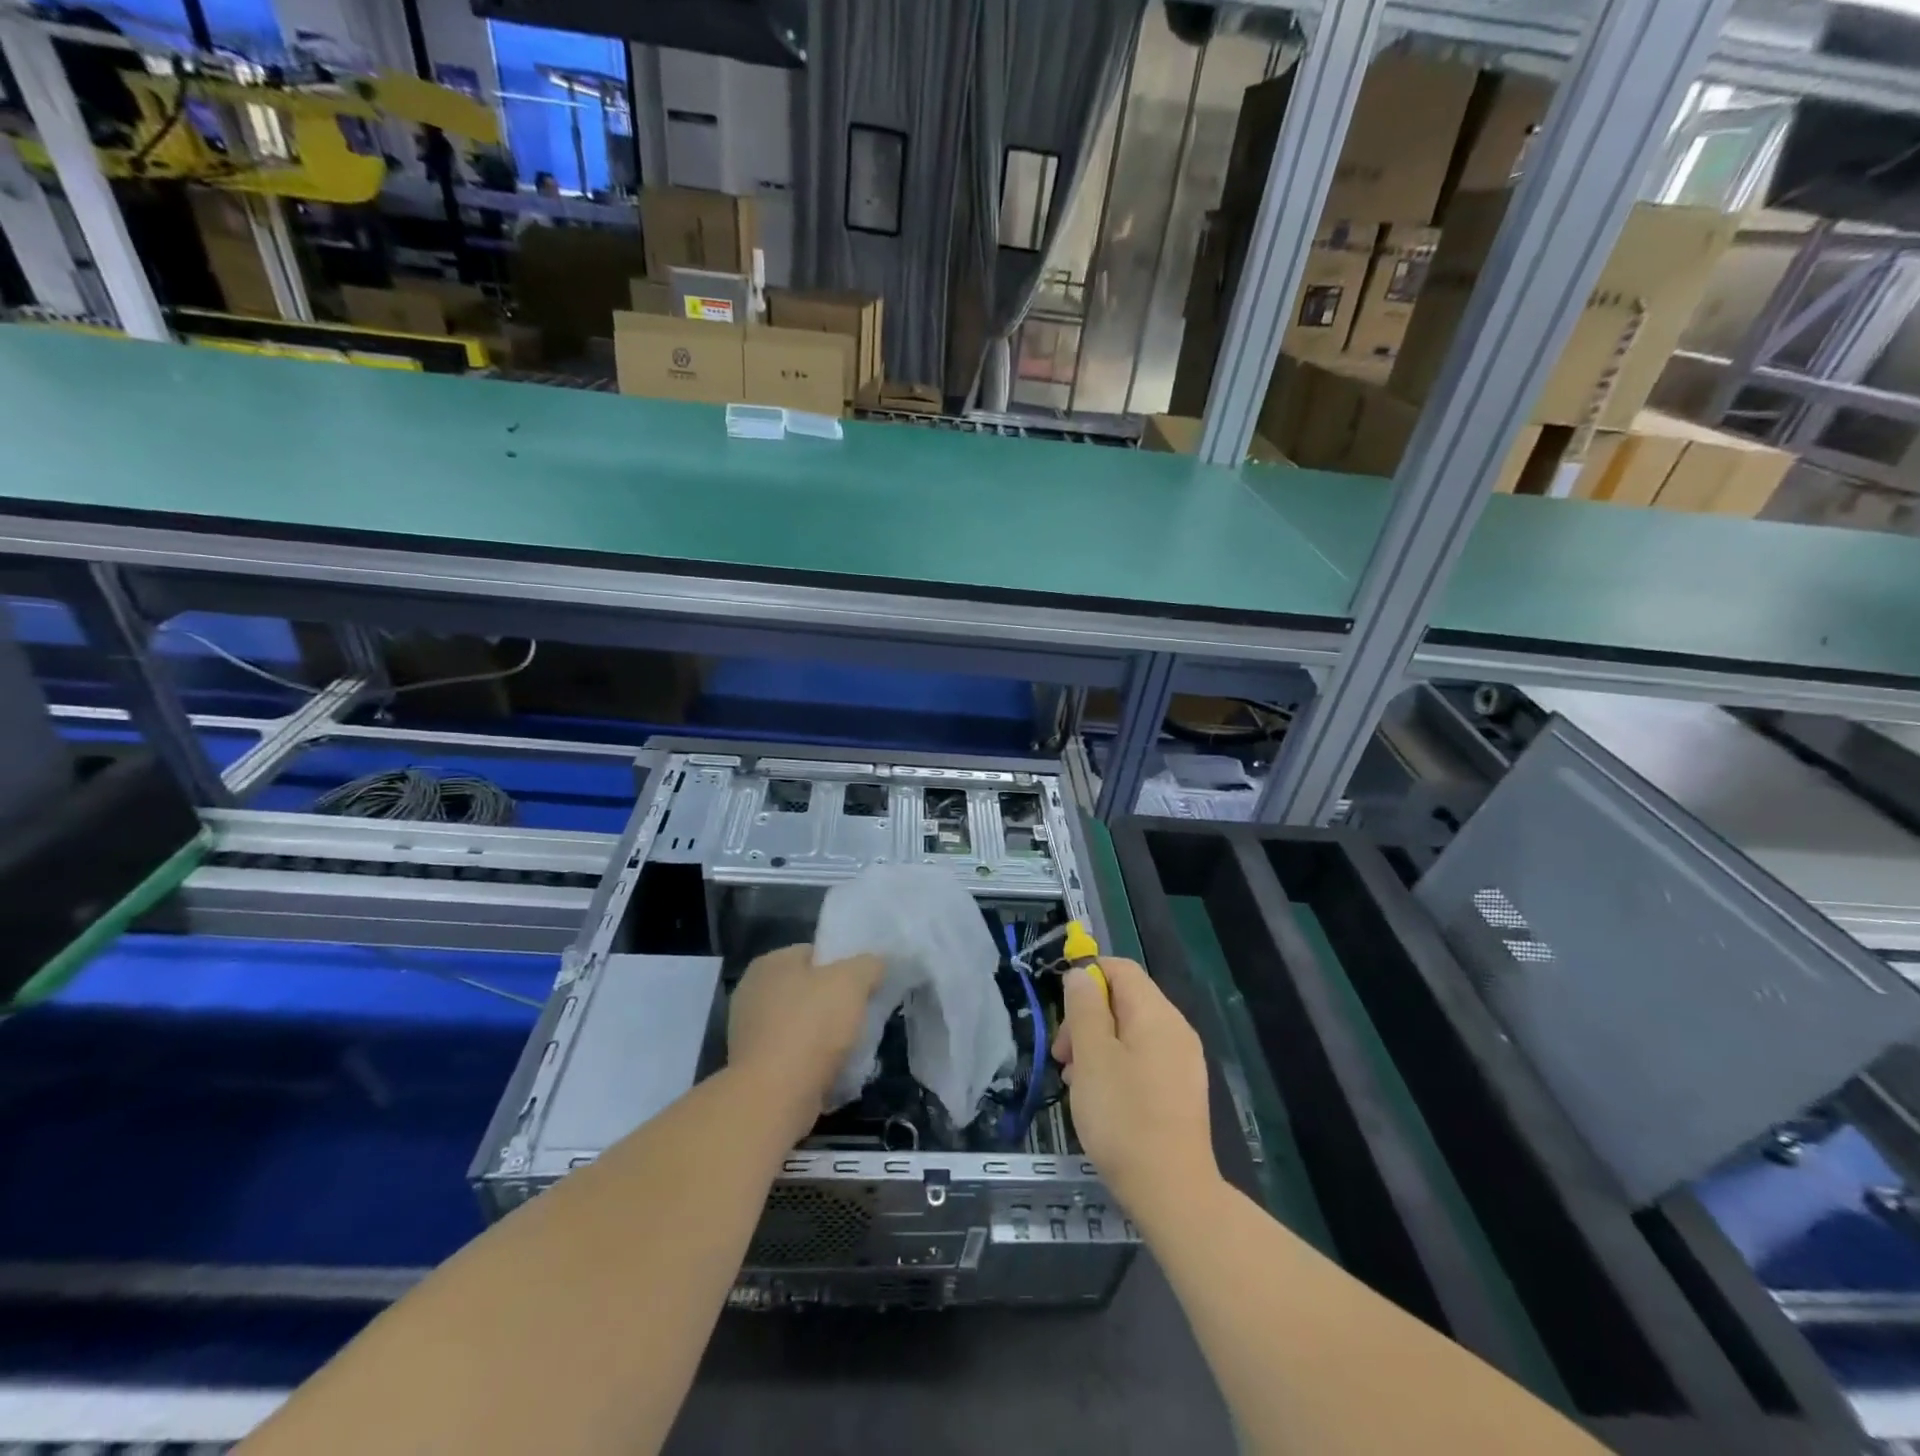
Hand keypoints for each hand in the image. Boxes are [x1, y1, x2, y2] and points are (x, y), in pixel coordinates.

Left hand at [728, 945, 883, 1130]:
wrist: (774, 1097)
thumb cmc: (811, 1027)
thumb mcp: (852, 982)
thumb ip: (868, 965)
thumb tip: (875, 965)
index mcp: (769, 963)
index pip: (814, 953)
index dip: (843, 966)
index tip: (865, 985)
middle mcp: (752, 992)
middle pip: (808, 990)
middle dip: (836, 1003)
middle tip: (862, 1016)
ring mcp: (749, 1032)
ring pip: (802, 1025)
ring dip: (826, 1036)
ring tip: (852, 1047)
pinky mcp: (754, 1068)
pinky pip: (793, 1055)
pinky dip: (812, 1062)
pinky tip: (833, 1071)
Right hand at [1054, 956, 1219, 1226]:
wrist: (1173, 1192)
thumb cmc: (1124, 1118)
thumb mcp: (1092, 1056)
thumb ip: (1085, 1008)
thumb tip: (1081, 974)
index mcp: (1156, 1014)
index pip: (1120, 969)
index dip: (1087, 976)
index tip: (1061, 1011)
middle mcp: (1176, 1029)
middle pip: (1124, 1000)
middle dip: (1086, 1018)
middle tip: (1062, 1056)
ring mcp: (1183, 1061)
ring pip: (1130, 1032)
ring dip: (1097, 1046)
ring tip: (1075, 1082)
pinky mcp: (1181, 1090)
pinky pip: (1143, 1059)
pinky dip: (1116, 1066)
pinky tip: (1100, 1099)